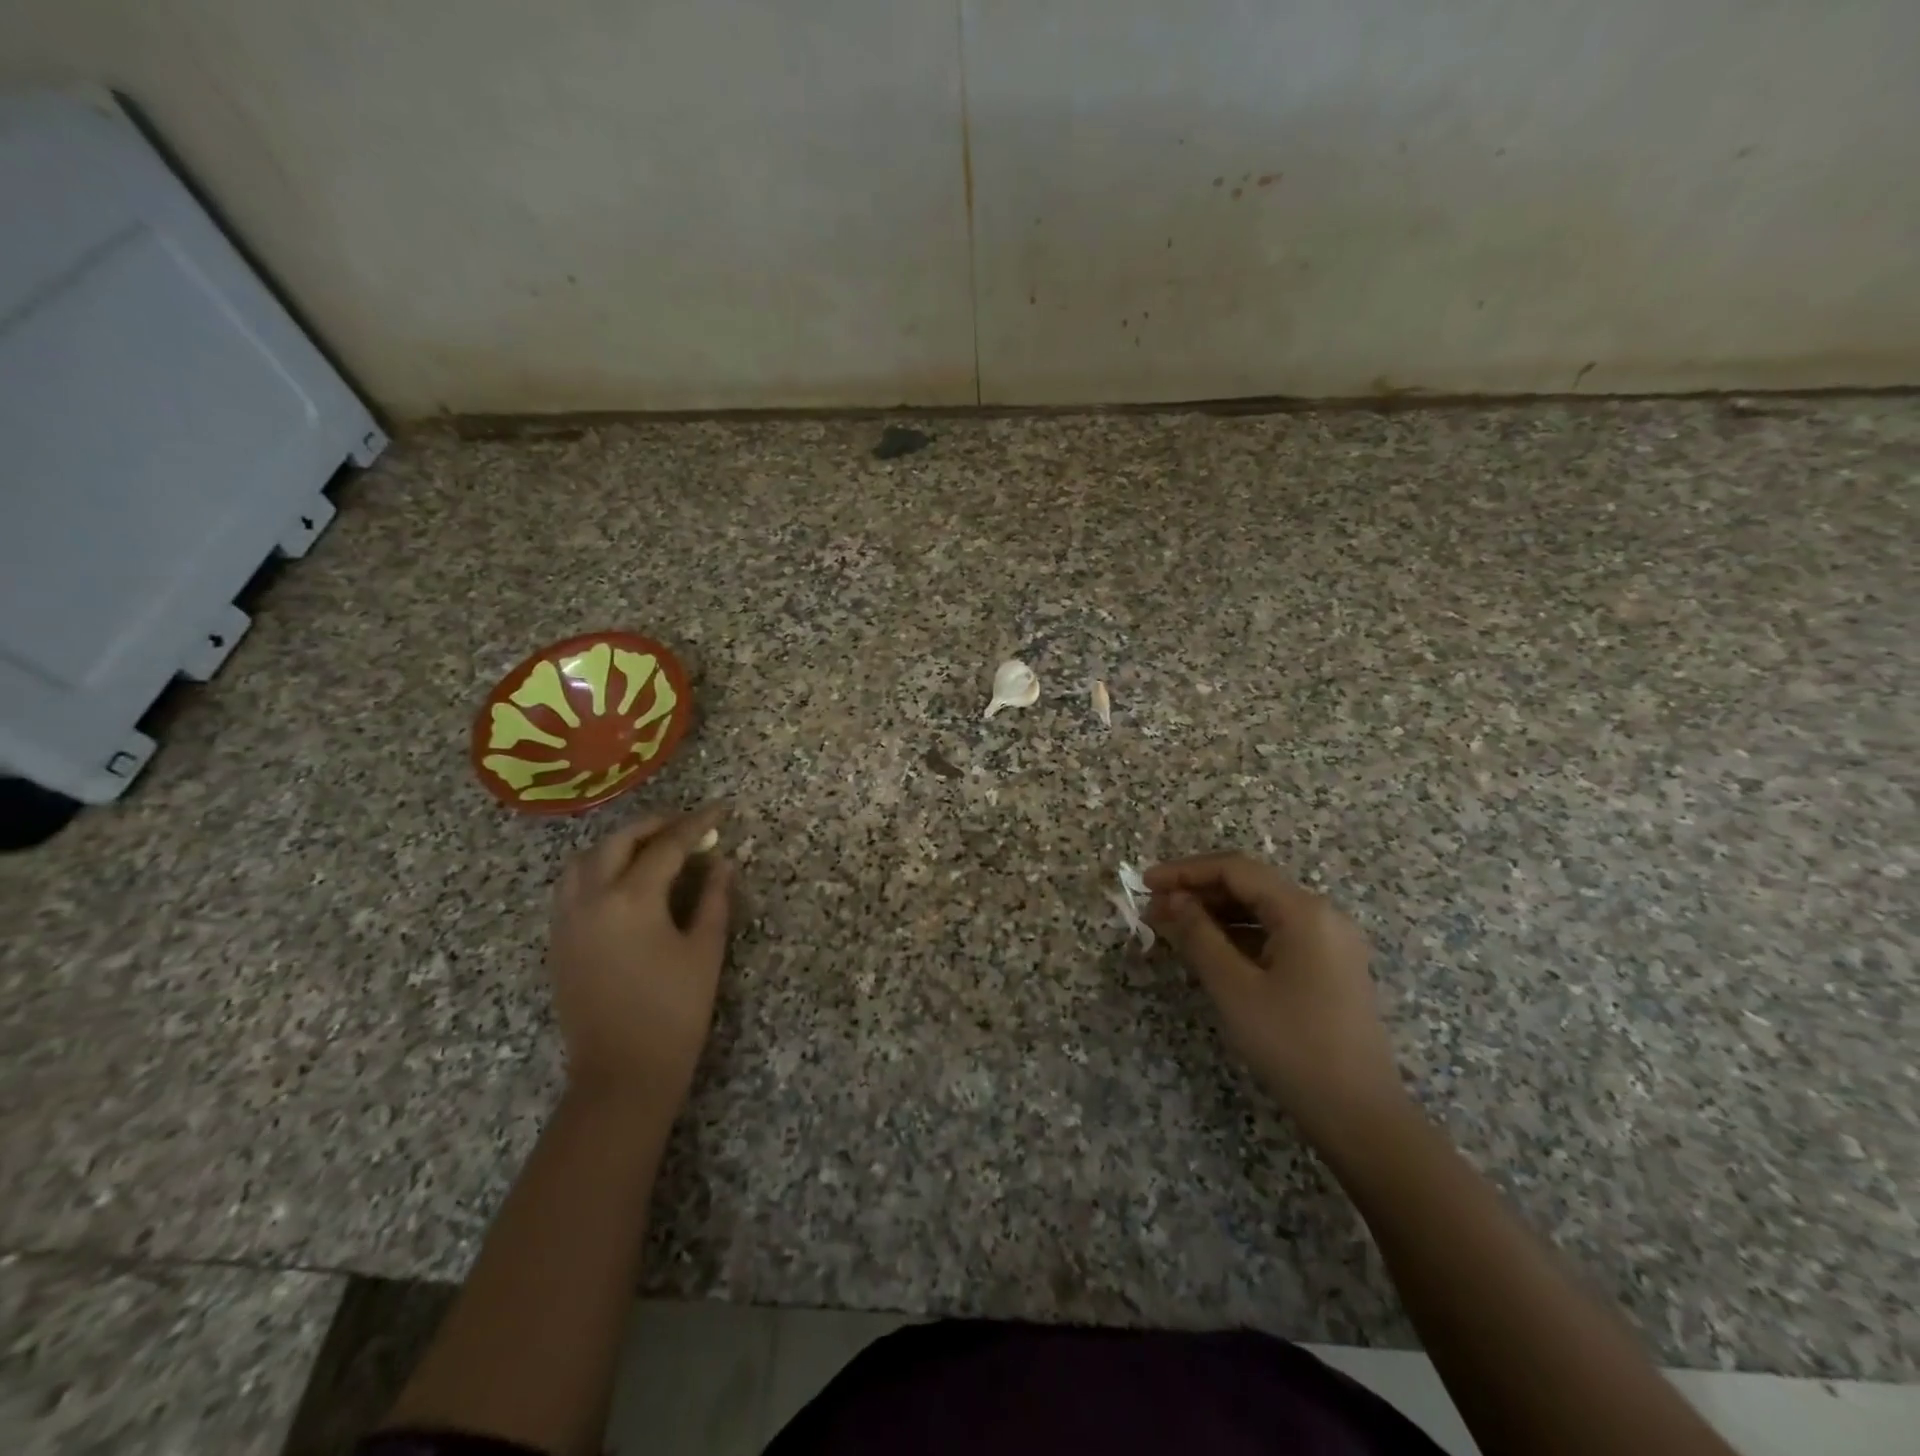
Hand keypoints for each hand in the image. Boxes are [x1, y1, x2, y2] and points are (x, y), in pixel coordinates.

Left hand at [547, 805, 734, 1112]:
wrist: (621, 1074)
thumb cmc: (674, 1012)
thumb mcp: (705, 951)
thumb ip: (713, 898)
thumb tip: (720, 861)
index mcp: (632, 900)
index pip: (667, 846)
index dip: (697, 823)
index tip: (721, 810)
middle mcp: (591, 900)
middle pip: (618, 842)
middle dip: (654, 825)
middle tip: (685, 824)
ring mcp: (567, 921)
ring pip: (585, 860)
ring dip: (618, 843)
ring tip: (650, 846)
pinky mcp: (558, 941)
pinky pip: (571, 886)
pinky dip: (596, 867)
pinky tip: (621, 879)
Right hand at [1144, 853, 1405, 1145]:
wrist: (1360, 1116)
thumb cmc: (1292, 1045)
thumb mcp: (1234, 988)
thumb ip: (1198, 935)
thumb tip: (1171, 900)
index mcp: (1303, 911)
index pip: (1235, 869)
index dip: (1185, 871)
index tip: (1145, 884)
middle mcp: (1322, 915)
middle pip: (1250, 885)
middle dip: (1197, 892)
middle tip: (1153, 910)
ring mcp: (1330, 942)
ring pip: (1262, 910)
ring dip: (1215, 914)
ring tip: (1172, 928)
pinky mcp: (1329, 967)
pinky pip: (1276, 934)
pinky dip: (1239, 935)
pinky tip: (1209, 949)